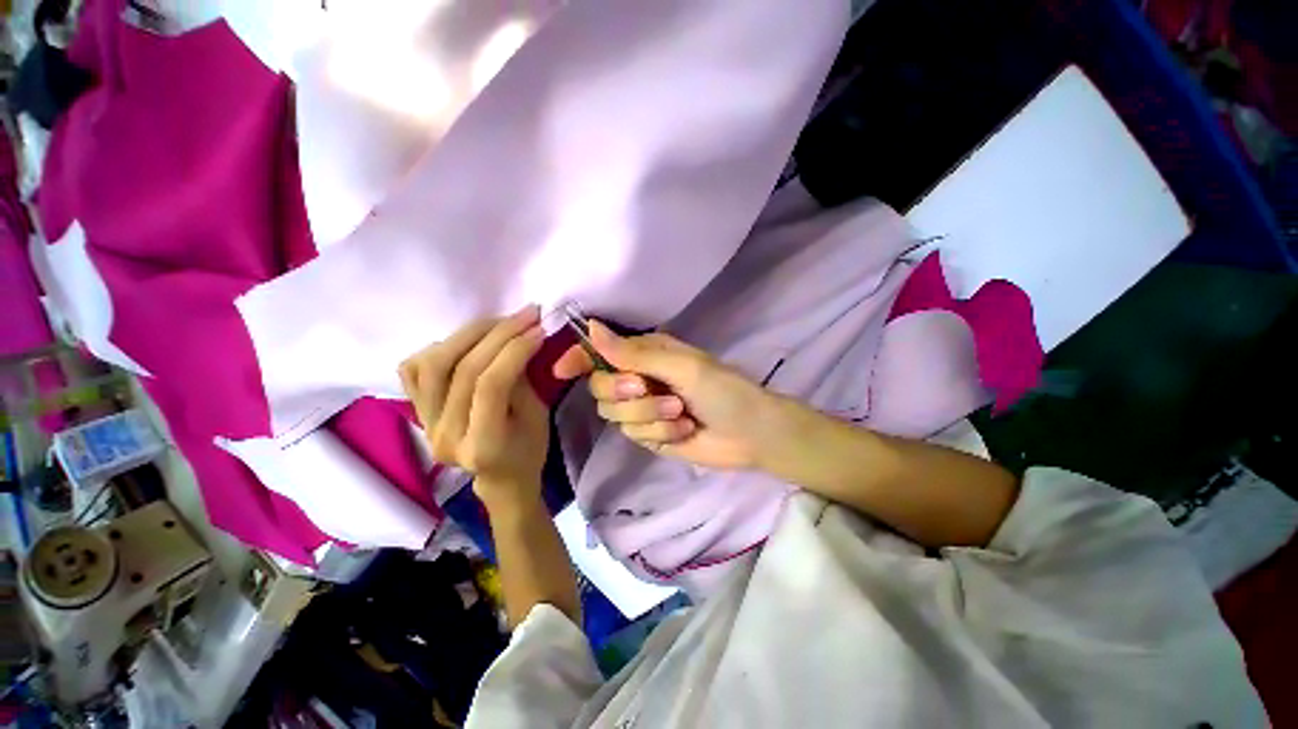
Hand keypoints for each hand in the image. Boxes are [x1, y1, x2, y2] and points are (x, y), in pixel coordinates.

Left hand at [400, 306, 548, 508]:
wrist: (500, 478)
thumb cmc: (528, 450)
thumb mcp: (538, 416)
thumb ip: (521, 380)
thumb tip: (517, 339)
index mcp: (482, 445)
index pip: (490, 385)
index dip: (514, 350)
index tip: (538, 328)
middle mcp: (444, 436)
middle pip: (461, 370)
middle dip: (497, 334)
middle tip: (525, 315)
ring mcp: (424, 424)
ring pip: (432, 364)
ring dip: (467, 334)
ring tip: (498, 323)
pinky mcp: (416, 412)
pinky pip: (414, 370)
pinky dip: (439, 347)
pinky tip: (466, 342)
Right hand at [552, 321, 792, 470]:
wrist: (750, 433)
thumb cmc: (722, 390)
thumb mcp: (681, 367)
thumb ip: (634, 354)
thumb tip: (591, 328)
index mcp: (647, 353)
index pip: (601, 352)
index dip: (578, 358)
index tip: (561, 371)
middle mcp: (640, 378)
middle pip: (600, 387)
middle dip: (623, 392)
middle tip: (646, 388)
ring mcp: (643, 408)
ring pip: (615, 414)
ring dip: (648, 415)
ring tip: (680, 413)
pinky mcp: (649, 433)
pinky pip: (634, 434)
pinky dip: (660, 432)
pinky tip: (684, 429)